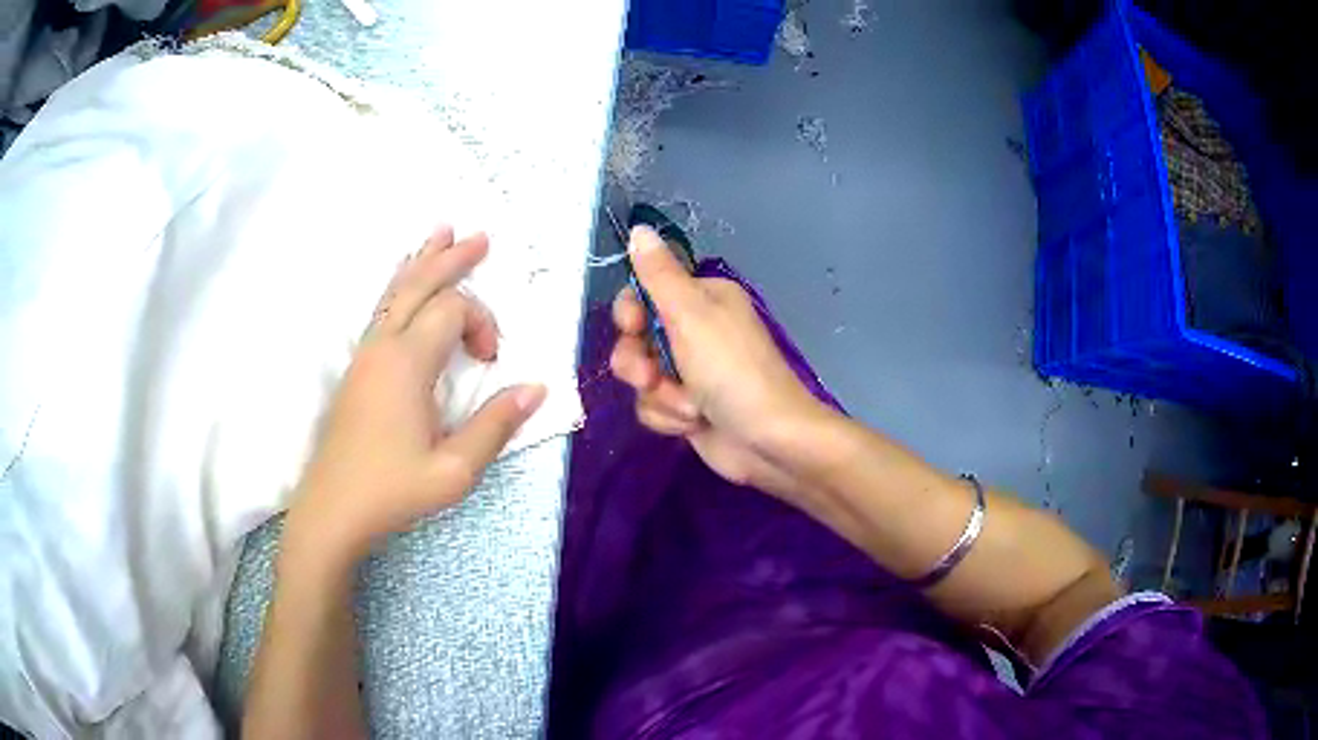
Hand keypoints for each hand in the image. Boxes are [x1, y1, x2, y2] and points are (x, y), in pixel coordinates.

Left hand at [285, 226, 545, 563]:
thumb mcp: (455, 469)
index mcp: (407, 363)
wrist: (332, 508)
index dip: (482, 323)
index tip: (491, 362)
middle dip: (452, 260)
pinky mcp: (356, 367)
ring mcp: (364, 353)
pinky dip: (399, 285)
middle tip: (481, 238)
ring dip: (422, 262)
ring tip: (441, 233)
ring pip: (395, 291)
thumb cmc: (392, 490)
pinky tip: (403, 282)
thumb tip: (536, 388)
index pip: (452, 310)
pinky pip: (381, 309)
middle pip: (420, 284)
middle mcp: (383, 345)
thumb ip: (495, 425)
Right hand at [609, 226, 830, 496]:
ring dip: (660, 396)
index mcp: (702, 299)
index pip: (645, 294)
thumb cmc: (733, 371)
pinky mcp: (687, 407)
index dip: (631, 314)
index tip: (633, 327)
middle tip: (652, 376)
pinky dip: (669, 418)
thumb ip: (659, 274)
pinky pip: (653, 406)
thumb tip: (640, 228)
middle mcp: (695, 331)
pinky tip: (694, 423)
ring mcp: (690, 372)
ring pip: (641, 377)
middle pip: (635, 339)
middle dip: (639, 364)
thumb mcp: (691, 315)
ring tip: (689, 407)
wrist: (768, 441)